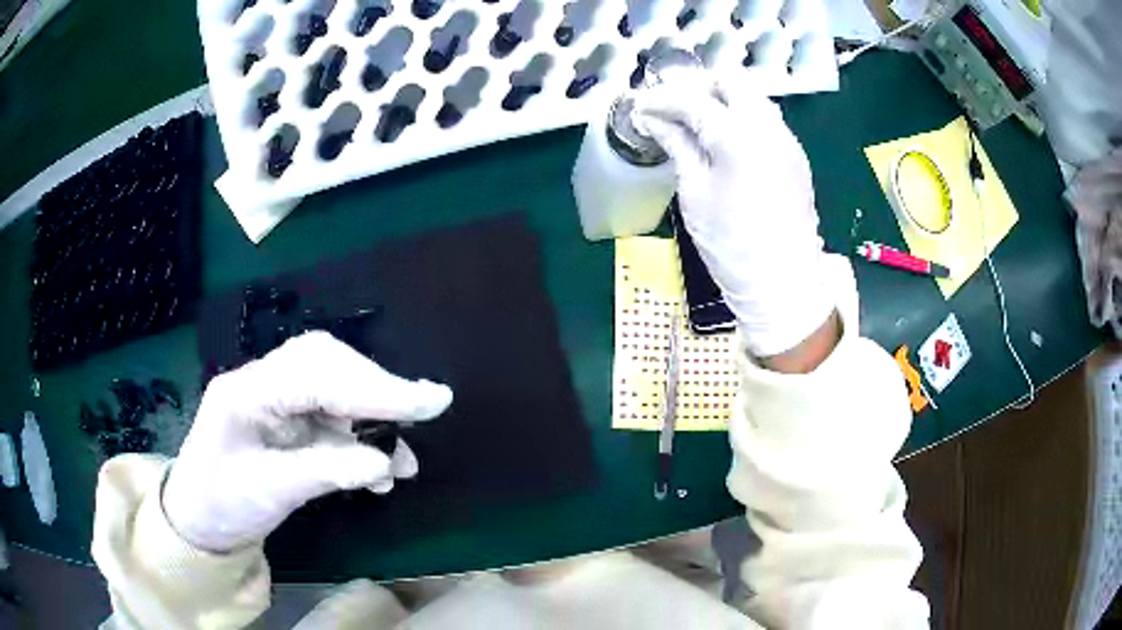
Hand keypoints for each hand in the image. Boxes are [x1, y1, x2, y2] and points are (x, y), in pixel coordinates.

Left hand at [163, 332, 452, 552]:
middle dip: (377, 386)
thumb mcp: (269, 494)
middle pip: (326, 362)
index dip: (374, 387)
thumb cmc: (221, 505)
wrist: (198, 520)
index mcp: (245, 392)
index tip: (431, 401)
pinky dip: (360, 434)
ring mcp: (274, 397)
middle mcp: (261, 381)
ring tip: (404, 457)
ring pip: (333, 384)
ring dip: (373, 413)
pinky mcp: (286, 416)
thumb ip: (324, 472)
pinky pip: (331, 412)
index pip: (316, 375)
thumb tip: (385, 462)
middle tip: (425, 409)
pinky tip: (380, 465)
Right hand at [633, 75, 835, 356]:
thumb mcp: (695, 194)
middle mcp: (768, 127)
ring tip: (694, 121)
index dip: (661, 98)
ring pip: (752, 97)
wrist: (784, 284)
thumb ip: (678, 146)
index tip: (640, 108)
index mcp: (739, 136)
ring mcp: (787, 140)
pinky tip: (723, 139)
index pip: (693, 99)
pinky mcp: (795, 156)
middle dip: (697, 86)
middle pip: (731, 82)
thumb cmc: (732, 245)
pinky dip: (741, 116)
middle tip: (671, 107)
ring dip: (722, 98)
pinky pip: (766, 119)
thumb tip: (654, 119)